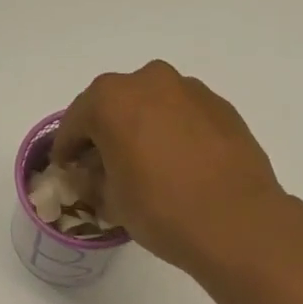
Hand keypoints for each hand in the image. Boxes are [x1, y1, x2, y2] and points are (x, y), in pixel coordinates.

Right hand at [52, 60, 288, 271]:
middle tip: (104, 164)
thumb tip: (96, 175)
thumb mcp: (113, 202)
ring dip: (142, 128)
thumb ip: (96, 180)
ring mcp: (191, 90)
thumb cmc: (162, 210)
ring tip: (144, 165)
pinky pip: (183, 116)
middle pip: (115, 104)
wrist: (236, 221)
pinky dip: (173, 133)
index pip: (76, 121)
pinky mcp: (221, 107)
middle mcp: (150, 81)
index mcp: (112, 100)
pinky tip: (178, 165)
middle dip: (105, 132)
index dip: (67, 148)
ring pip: (153, 105)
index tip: (66, 168)